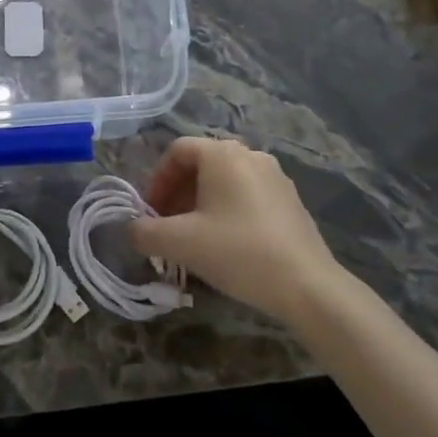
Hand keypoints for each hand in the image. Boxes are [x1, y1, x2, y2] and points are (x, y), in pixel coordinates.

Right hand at [129, 137, 342, 327]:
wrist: (306, 285)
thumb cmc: (237, 252)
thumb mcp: (180, 243)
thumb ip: (145, 232)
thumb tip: (131, 229)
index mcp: (222, 154)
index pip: (177, 151)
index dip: (157, 180)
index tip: (150, 212)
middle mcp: (250, 155)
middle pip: (201, 164)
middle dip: (178, 194)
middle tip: (168, 227)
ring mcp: (275, 177)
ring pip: (225, 181)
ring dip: (201, 204)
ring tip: (194, 239)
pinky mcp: (291, 201)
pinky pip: (247, 196)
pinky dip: (227, 211)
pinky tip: (227, 246)